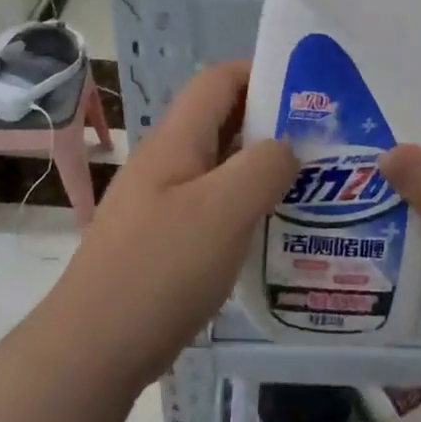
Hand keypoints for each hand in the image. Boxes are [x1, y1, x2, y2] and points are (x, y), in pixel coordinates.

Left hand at [50, 61, 297, 381]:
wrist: (95, 347)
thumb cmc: (161, 269)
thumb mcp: (224, 210)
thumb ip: (264, 167)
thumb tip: (287, 148)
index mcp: (176, 141)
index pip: (219, 80)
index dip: (262, 73)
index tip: (312, 93)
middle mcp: (167, 164)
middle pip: (223, 123)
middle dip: (273, 125)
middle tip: (325, 145)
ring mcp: (163, 204)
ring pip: (222, 170)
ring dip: (263, 171)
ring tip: (313, 188)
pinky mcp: (165, 242)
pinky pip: (214, 209)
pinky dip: (247, 209)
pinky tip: (276, 232)